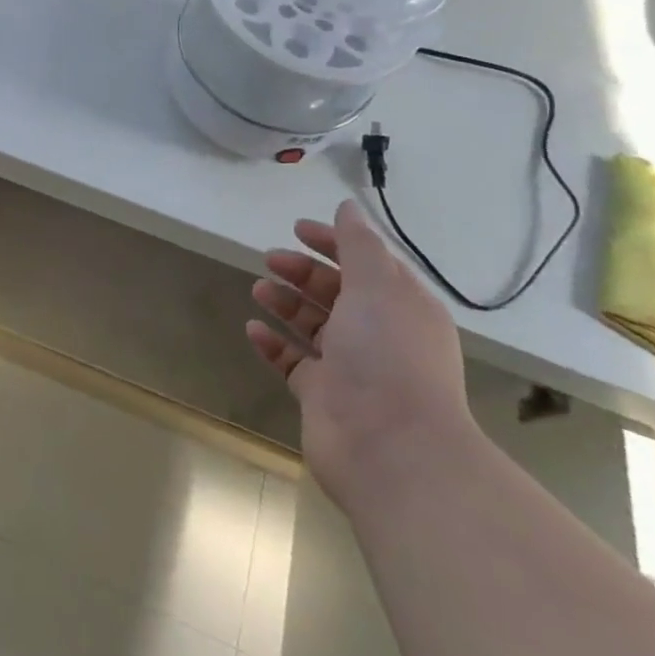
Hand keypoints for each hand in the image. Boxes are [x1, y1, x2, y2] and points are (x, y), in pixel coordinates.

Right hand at [246, 201, 475, 516]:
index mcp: (401, 307)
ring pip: (313, 325)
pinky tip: (253, 327)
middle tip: (270, 260)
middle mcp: (378, 335)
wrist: (391, 448)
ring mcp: (350, 367)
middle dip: (303, 272)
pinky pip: (293, 361)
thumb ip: (358, 244)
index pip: (366, 264)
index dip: (334, 243)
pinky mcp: (323, 395)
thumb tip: (347, 207)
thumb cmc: (387, 355)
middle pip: (336, 292)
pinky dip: (273, 343)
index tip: (297, 229)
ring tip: (259, 289)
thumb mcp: (377, 286)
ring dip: (286, 303)